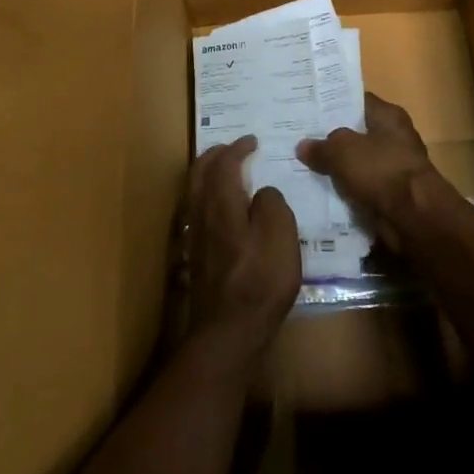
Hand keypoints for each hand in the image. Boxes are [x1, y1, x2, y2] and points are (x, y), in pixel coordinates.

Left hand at [185, 136, 300, 367]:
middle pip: (199, 172)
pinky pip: (195, 209)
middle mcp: (201, 213)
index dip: (238, 148)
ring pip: (193, 191)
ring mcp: (193, 235)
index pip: (225, 164)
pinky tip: (216, 208)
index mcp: (221, 203)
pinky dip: (204, 195)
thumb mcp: (281, 238)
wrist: (227, 332)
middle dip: (214, 155)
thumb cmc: (259, 283)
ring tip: (221, 170)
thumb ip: (272, 204)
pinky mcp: (194, 255)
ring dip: (206, 173)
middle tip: (230, 147)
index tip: (251, 140)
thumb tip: (262, 192)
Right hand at [296, 93, 439, 251]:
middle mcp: (394, 136)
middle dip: (330, 138)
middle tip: (299, 138)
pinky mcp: (392, 193)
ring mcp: (394, 166)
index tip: (306, 109)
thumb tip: (303, 146)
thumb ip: (320, 146)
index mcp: (388, 115)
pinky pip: (361, 186)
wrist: (413, 218)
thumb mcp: (341, 151)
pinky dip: (346, 189)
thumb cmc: (380, 170)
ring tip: (304, 165)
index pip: (355, 101)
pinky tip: (321, 189)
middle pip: (355, 132)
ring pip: (357, 162)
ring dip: (337, 167)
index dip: (331, 104)